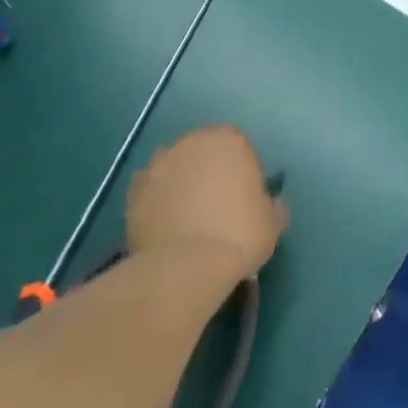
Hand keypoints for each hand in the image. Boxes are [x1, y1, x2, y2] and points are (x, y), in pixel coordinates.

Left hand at [125, 126, 287, 283]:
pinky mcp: (134, 189)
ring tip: (185, 217)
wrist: (187, 266)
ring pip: (173, 167)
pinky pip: (149, 190)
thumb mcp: (272, 223)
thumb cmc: (239, 236)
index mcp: (229, 140)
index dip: (241, 171)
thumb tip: (271, 205)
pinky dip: (155, 201)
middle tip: (214, 206)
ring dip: (179, 182)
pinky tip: (163, 224)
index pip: (237, 146)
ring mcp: (159, 164)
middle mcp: (192, 142)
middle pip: (202, 152)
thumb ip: (272, 206)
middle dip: (207, 172)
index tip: (243, 198)